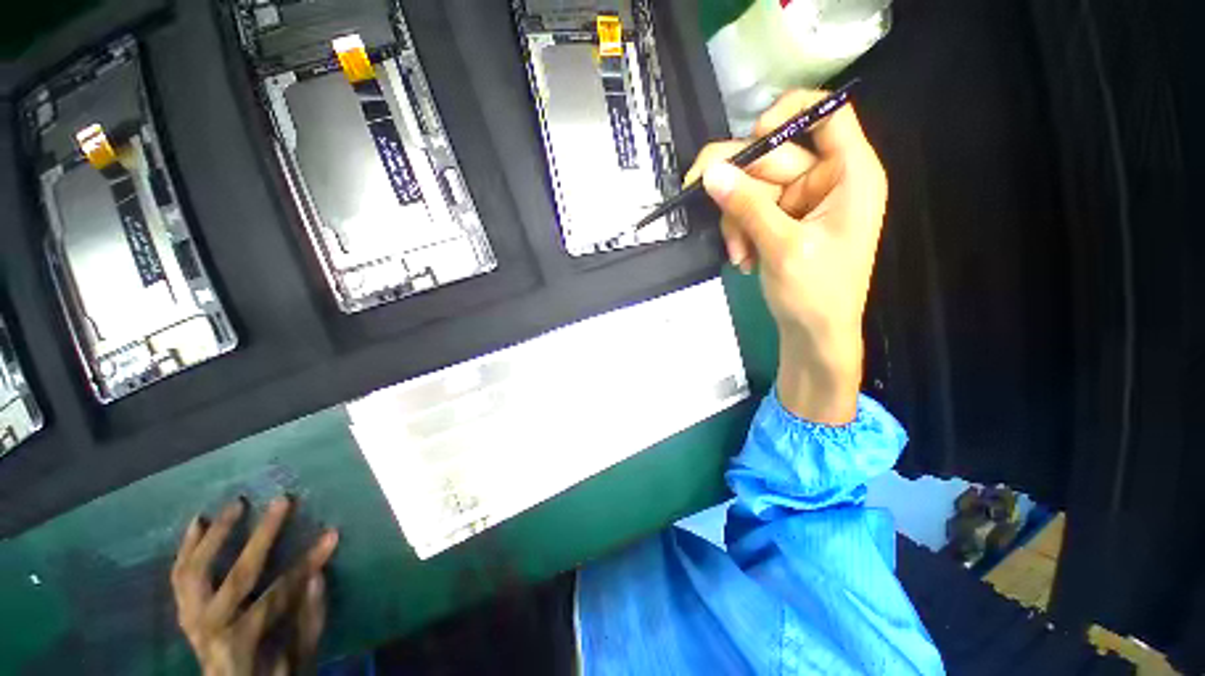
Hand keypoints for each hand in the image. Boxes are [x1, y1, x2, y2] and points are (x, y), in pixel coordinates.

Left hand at [172, 497, 339, 675]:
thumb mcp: (299, 659)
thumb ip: (308, 621)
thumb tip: (318, 574)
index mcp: (242, 645)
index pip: (279, 596)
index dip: (307, 564)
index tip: (332, 535)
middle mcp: (210, 631)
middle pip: (236, 578)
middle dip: (262, 537)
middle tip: (282, 501)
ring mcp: (192, 621)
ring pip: (195, 573)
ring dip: (217, 535)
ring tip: (236, 504)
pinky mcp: (185, 614)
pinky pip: (180, 578)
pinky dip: (187, 548)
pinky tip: (198, 522)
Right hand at [685, 90, 887, 423]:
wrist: (814, 335)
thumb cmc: (816, 293)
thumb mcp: (782, 247)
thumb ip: (747, 207)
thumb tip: (710, 173)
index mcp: (848, 174)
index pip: (827, 114)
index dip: (788, 114)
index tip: (752, 137)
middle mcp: (824, 180)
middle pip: (772, 157)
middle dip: (738, 188)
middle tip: (698, 194)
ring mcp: (799, 202)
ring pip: (752, 188)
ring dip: (735, 220)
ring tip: (739, 255)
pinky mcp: (780, 221)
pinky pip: (749, 212)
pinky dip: (739, 233)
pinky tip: (743, 259)